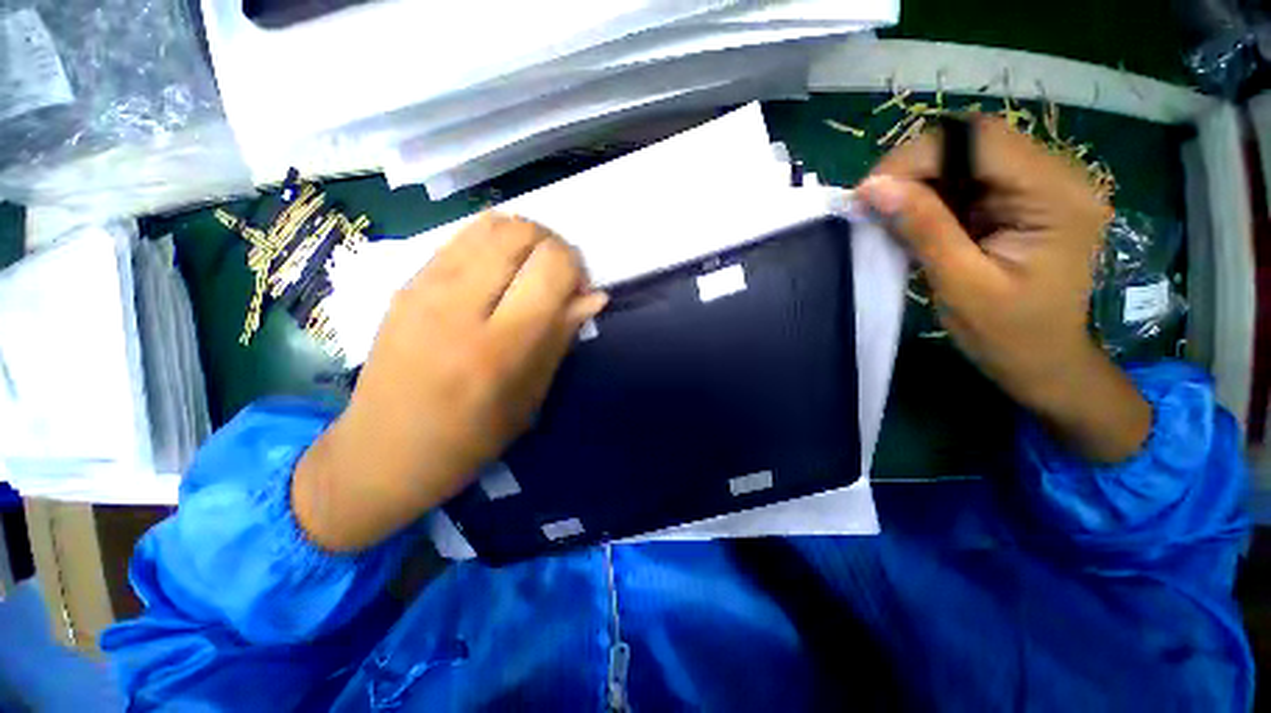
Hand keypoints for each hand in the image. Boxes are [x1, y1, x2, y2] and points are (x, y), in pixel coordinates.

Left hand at [294, 213, 607, 551]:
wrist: (384, 450)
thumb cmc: (471, 438)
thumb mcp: (531, 395)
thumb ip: (562, 336)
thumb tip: (594, 296)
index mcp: (498, 345)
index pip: (551, 266)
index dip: (576, 269)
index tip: (578, 293)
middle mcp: (458, 304)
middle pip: (522, 231)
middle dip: (554, 246)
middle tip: (556, 280)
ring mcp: (424, 286)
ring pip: (492, 223)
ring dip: (525, 240)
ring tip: (529, 273)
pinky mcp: (406, 282)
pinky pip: (463, 237)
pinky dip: (495, 243)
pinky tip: (498, 274)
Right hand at [857, 117, 1150, 463]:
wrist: (1044, 361)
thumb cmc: (1009, 334)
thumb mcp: (961, 284)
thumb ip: (923, 229)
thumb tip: (873, 187)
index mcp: (1057, 196)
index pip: (980, 141)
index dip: (917, 157)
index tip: (868, 192)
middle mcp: (1057, 177)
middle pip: (973, 142)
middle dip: (914, 168)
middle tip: (872, 203)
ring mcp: (1041, 186)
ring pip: (966, 158)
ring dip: (919, 183)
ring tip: (888, 215)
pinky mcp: (1022, 200)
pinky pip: (968, 180)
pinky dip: (931, 196)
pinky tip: (914, 222)